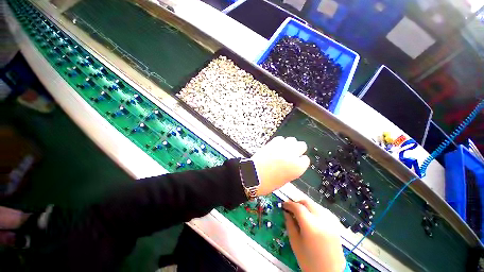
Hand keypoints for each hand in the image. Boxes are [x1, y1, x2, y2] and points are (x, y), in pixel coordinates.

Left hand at [251, 136, 309, 195]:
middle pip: (302, 145)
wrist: (252, 175)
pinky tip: (276, 147)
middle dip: (298, 150)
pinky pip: (280, 139)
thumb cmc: (268, 182)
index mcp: (297, 167)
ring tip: (284, 150)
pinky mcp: (272, 142)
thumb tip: (292, 163)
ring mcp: (282, 147)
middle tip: (292, 154)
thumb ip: (292, 169)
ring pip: (292, 140)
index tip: (297, 162)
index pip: (305, 160)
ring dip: (290, 144)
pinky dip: (280, 142)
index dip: (300, 161)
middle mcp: (292, 155)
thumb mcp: (285, 179)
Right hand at [283, 200, 345, 271]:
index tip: (283, 205)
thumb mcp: (295, 243)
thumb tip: (286, 212)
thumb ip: (289, 224)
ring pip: (315, 205)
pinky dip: (314, 210)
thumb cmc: (309, 261)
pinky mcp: (335, 225)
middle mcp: (322, 220)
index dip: (289, 204)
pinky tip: (311, 218)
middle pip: (307, 202)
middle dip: (297, 203)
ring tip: (300, 214)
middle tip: (291, 209)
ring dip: (305, 206)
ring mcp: (330, 222)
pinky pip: (322, 211)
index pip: (298, 207)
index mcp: (311, 226)